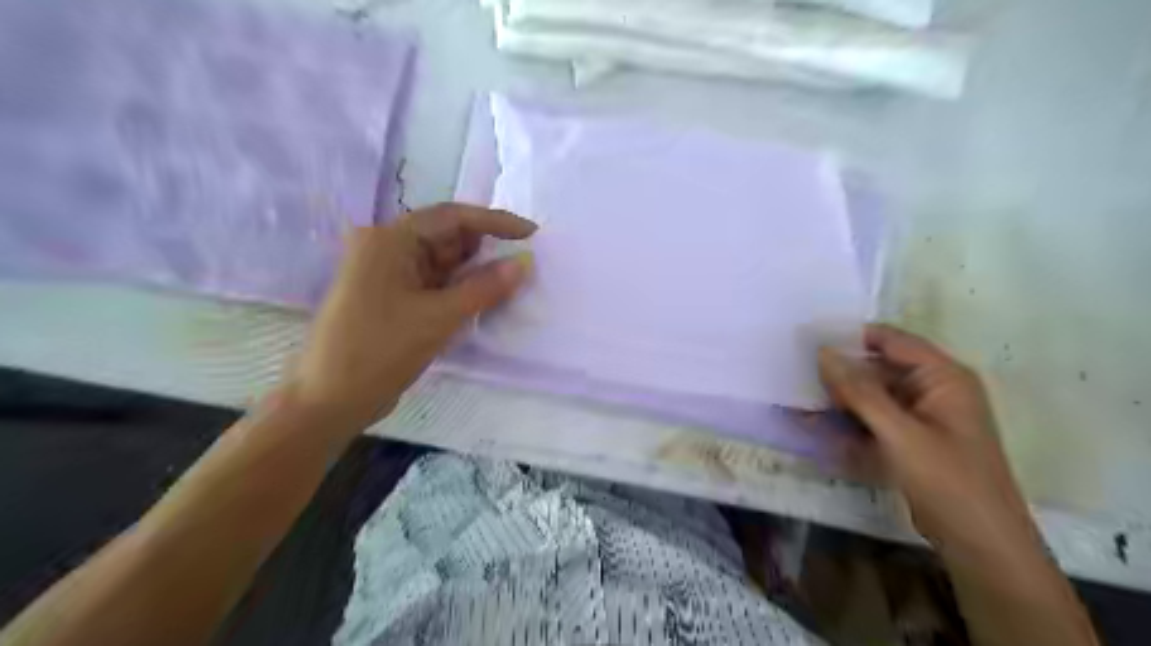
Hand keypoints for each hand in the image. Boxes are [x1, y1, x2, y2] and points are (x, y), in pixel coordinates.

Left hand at [289, 205, 538, 430]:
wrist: (330, 400)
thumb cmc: (380, 350)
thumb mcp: (439, 317)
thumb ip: (485, 287)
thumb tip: (524, 264)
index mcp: (389, 239)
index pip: (452, 217)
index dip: (495, 222)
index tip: (531, 234)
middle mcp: (386, 248)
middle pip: (446, 237)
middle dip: (485, 249)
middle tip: (523, 264)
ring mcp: (387, 274)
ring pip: (441, 263)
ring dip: (473, 272)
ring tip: (510, 283)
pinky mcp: (391, 298)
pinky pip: (433, 283)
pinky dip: (458, 289)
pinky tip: (483, 300)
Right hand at [817, 322, 1043, 560]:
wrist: (980, 543)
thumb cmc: (947, 480)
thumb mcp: (899, 433)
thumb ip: (859, 391)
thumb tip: (823, 353)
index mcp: (942, 376)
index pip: (890, 340)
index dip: (850, 336)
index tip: (808, 338)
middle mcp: (932, 389)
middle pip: (876, 368)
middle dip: (838, 374)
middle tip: (795, 376)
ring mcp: (919, 416)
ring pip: (870, 396)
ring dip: (838, 401)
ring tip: (798, 403)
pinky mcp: (908, 439)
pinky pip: (871, 420)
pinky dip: (847, 423)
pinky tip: (815, 427)